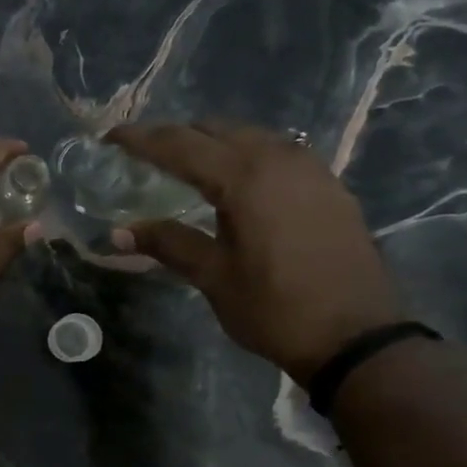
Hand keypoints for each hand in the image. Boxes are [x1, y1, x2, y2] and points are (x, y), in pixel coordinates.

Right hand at [110, 123, 402, 383]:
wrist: (356, 336)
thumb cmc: (275, 308)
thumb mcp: (213, 277)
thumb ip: (168, 244)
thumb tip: (118, 233)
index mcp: (245, 177)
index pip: (181, 145)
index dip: (142, 139)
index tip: (110, 137)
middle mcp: (279, 159)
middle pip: (216, 130)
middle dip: (176, 136)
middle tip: (143, 153)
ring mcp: (310, 169)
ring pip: (250, 137)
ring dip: (212, 143)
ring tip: (184, 164)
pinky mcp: (328, 185)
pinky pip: (276, 153)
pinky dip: (245, 156)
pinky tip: (234, 182)